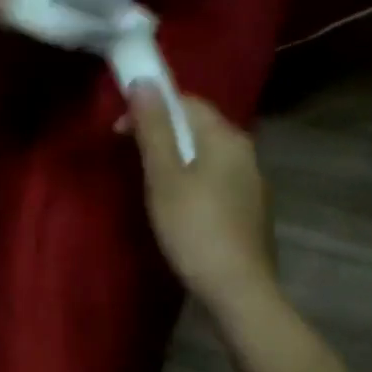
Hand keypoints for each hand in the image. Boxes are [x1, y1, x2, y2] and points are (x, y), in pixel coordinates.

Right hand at [127, 82, 277, 317]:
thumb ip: (153, 128)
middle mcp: (245, 152)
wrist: (237, 289)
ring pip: (207, 153)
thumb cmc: (193, 227)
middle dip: (161, 131)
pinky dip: (191, 178)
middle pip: (199, 126)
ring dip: (176, 156)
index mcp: (226, 138)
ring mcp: (252, 182)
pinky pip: (216, 178)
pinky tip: (177, 205)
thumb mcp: (164, 176)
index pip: (187, 102)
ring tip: (149, 181)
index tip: (119, 131)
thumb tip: (144, 82)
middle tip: (129, 154)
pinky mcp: (250, 209)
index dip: (150, 107)